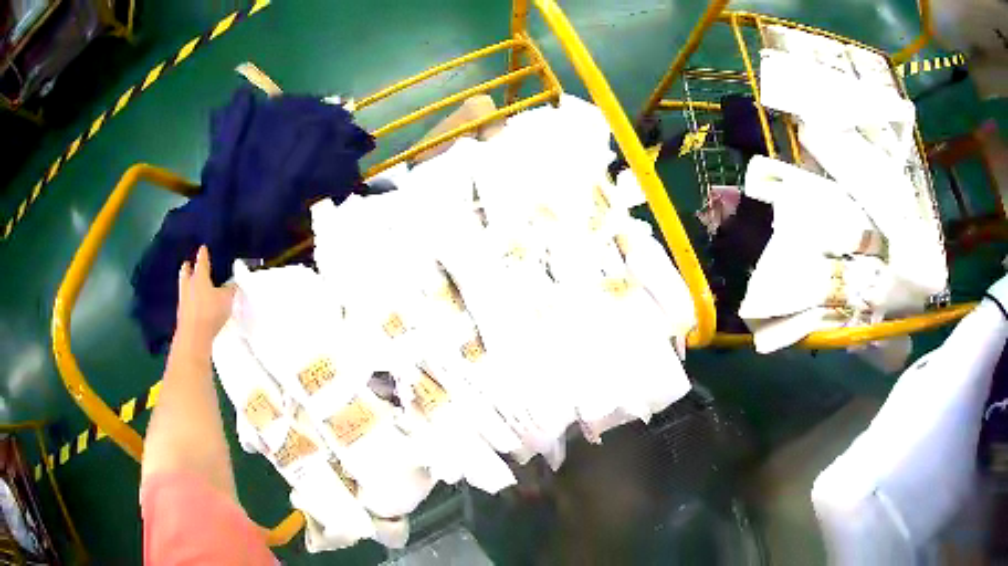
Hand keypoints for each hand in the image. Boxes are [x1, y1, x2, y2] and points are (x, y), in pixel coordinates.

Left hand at [174, 246, 234, 354]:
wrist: (194, 336)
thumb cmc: (210, 311)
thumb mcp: (227, 299)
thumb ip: (231, 290)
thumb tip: (234, 285)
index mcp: (200, 277)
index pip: (202, 262)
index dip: (203, 255)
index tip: (203, 248)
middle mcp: (189, 286)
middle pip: (186, 272)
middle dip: (188, 267)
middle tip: (188, 264)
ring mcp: (183, 300)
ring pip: (184, 287)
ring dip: (187, 284)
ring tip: (190, 283)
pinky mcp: (182, 315)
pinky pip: (185, 302)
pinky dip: (188, 300)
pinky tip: (193, 304)